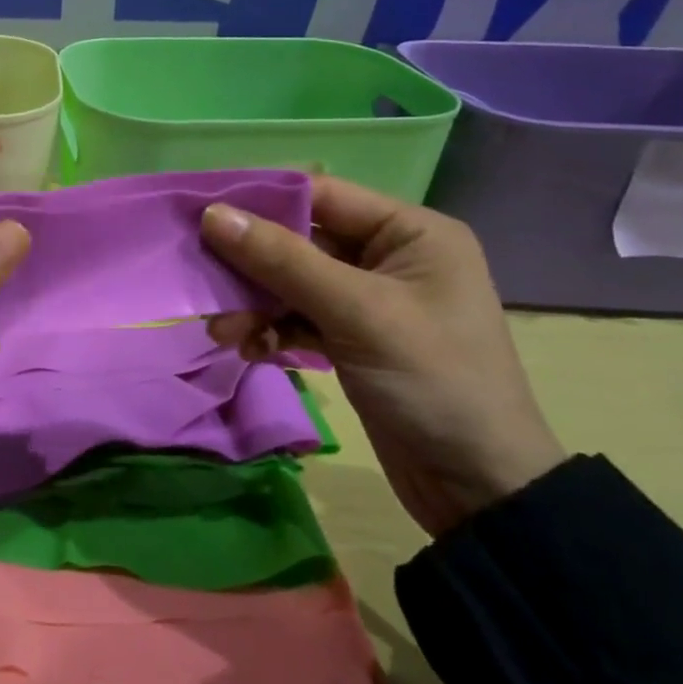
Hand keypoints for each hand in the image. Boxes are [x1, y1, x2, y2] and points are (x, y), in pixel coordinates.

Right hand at [202, 176, 564, 537]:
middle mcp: (389, 256)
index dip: (260, 201)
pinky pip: (299, 317)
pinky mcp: (353, 337)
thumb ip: (281, 260)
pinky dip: (272, 329)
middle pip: (299, 240)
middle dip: (250, 264)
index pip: (320, 195)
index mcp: (410, 232)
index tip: (202, 213)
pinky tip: (250, 349)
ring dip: (255, 303)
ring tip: (223, 331)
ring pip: (292, 282)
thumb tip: (213, 215)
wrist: (480, 488)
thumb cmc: (432, 380)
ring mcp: (369, 299)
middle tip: (203, 280)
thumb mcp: (355, 313)